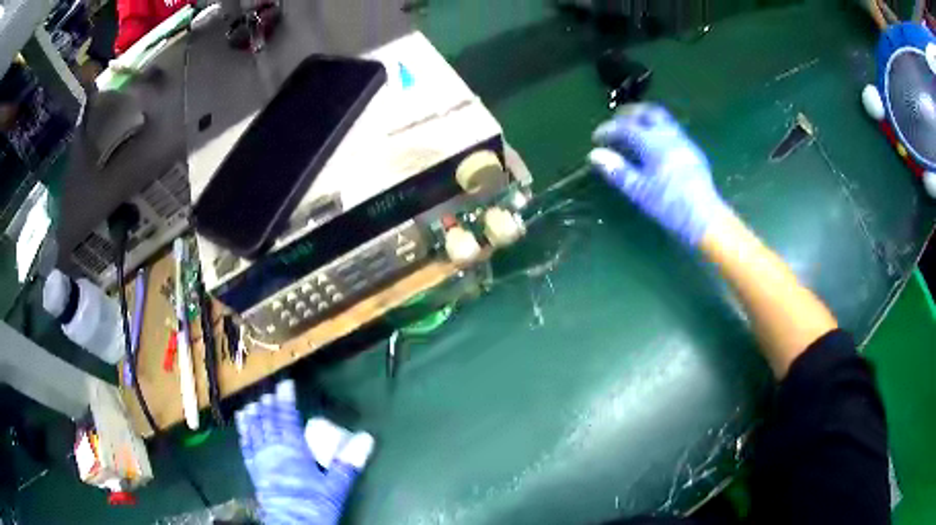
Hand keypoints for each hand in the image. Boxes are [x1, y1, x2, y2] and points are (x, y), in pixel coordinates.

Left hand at [236, 381, 373, 524]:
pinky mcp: (254, 472)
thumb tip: (367, 438)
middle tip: (268, 391)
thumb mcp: (336, 486)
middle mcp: (274, 451)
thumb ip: (349, 462)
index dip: (286, 400)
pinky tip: (242, 427)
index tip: (285, 384)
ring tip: (251, 403)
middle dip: (269, 405)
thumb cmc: (315, 505)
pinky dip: (243, 434)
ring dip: (253, 416)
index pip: (288, 419)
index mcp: (294, 451)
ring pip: (255, 432)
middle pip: (270, 422)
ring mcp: (261, 461)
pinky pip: (246, 447)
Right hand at [589, 104, 727, 246]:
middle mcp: (668, 135)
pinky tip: (655, 145)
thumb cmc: (669, 205)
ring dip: (645, 120)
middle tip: (617, 121)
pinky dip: (657, 130)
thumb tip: (595, 155)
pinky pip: (672, 130)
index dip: (608, 129)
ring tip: (634, 131)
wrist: (704, 217)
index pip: (625, 127)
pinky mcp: (692, 151)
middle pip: (647, 113)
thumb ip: (617, 170)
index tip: (596, 138)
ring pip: (662, 119)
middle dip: (630, 114)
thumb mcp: (639, 190)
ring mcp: (683, 141)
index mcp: (653, 142)